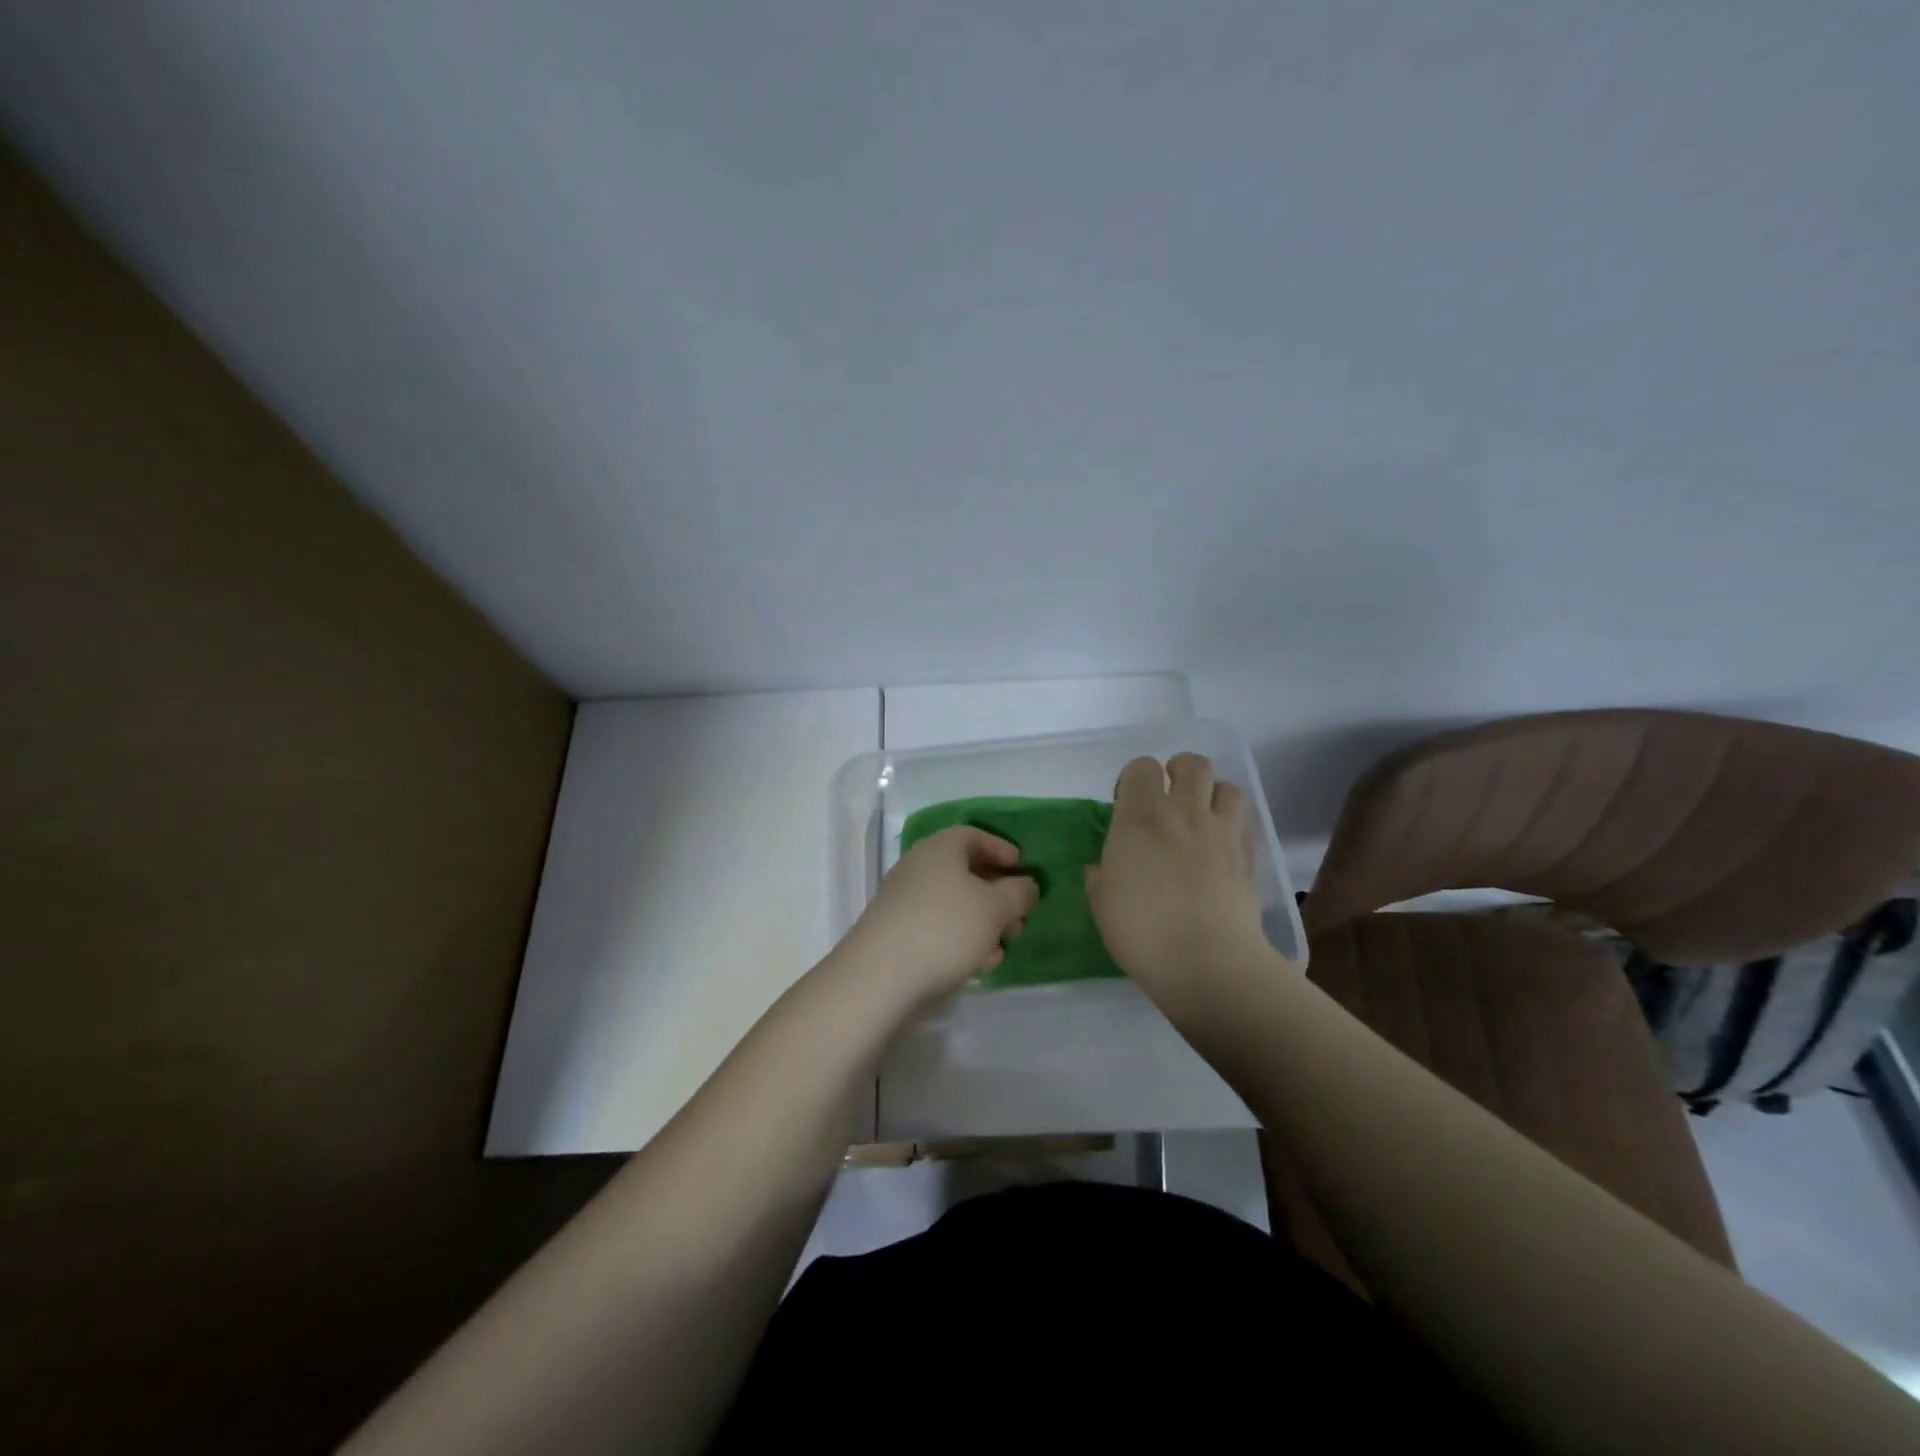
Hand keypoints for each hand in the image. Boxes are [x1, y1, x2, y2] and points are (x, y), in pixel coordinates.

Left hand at [838, 826, 1038, 1004]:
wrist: (880, 977)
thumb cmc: (945, 929)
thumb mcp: (995, 908)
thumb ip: (1018, 892)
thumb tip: (1025, 885)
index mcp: (940, 848)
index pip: (974, 835)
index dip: (1002, 849)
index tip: (1023, 870)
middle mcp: (918, 867)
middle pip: (965, 872)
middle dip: (997, 895)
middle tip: (1019, 918)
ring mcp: (904, 901)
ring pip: (954, 904)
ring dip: (983, 923)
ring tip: (1003, 948)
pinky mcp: (897, 933)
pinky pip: (938, 927)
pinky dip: (962, 940)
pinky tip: (978, 965)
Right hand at [1086, 754, 1273, 999]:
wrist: (1207, 963)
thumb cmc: (1142, 931)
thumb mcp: (1102, 904)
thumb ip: (1101, 876)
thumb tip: (1103, 869)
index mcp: (1141, 817)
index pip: (1142, 767)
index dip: (1134, 780)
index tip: (1127, 805)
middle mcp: (1184, 812)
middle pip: (1192, 763)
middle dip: (1179, 772)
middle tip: (1169, 798)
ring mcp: (1222, 832)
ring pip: (1227, 786)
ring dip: (1213, 795)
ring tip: (1201, 818)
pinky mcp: (1249, 856)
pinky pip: (1244, 824)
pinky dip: (1232, 828)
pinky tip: (1221, 850)